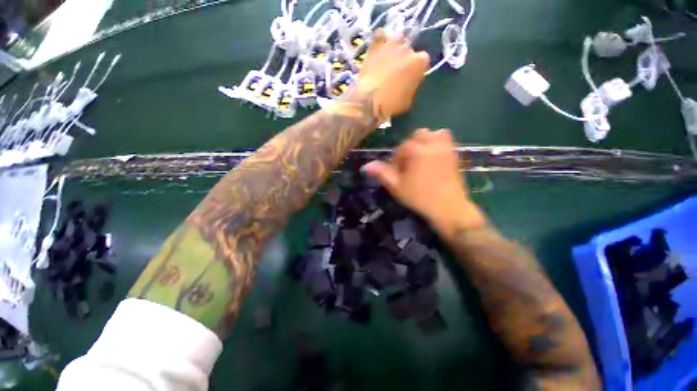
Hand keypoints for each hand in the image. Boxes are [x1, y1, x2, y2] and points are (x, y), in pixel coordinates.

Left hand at [353, 30, 429, 119]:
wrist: (370, 100)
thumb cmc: (391, 104)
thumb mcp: (408, 100)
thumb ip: (412, 86)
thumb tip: (408, 83)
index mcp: (420, 62)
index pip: (423, 60)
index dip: (416, 69)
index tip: (410, 77)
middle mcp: (408, 48)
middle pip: (409, 50)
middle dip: (404, 59)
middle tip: (396, 72)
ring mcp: (391, 43)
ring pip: (397, 40)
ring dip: (394, 48)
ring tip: (386, 61)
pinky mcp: (376, 44)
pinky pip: (380, 35)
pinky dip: (380, 40)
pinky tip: (378, 49)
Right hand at [363, 129, 485, 236]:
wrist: (449, 209)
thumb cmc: (420, 198)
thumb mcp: (397, 187)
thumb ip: (382, 173)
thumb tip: (366, 166)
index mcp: (417, 151)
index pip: (401, 148)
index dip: (396, 160)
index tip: (397, 174)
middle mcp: (433, 145)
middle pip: (418, 135)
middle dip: (410, 147)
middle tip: (408, 164)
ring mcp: (446, 149)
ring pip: (434, 134)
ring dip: (425, 142)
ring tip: (421, 158)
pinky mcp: (455, 156)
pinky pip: (446, 141)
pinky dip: (438, 144)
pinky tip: (433, 160)